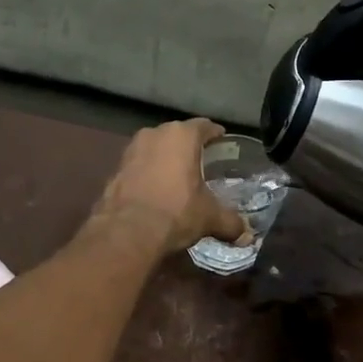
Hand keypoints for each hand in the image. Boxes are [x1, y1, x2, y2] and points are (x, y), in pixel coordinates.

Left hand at [90, 119, 250, 252]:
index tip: (222, 143)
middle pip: (178, 135)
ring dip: (166, 159)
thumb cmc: (176, 212)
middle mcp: (155, 134)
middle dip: (189, 147)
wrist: (127, 232)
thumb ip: (231, 222)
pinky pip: (139, 165)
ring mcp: (131, 149)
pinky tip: (156, 190)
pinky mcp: (116, 168)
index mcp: (182, 135)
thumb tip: (246, 235)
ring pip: (156, 148)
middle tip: (202, 162)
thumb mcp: (210, 217)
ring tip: (178, 177)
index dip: (215, 135)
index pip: (204, 126)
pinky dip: (148, 173)